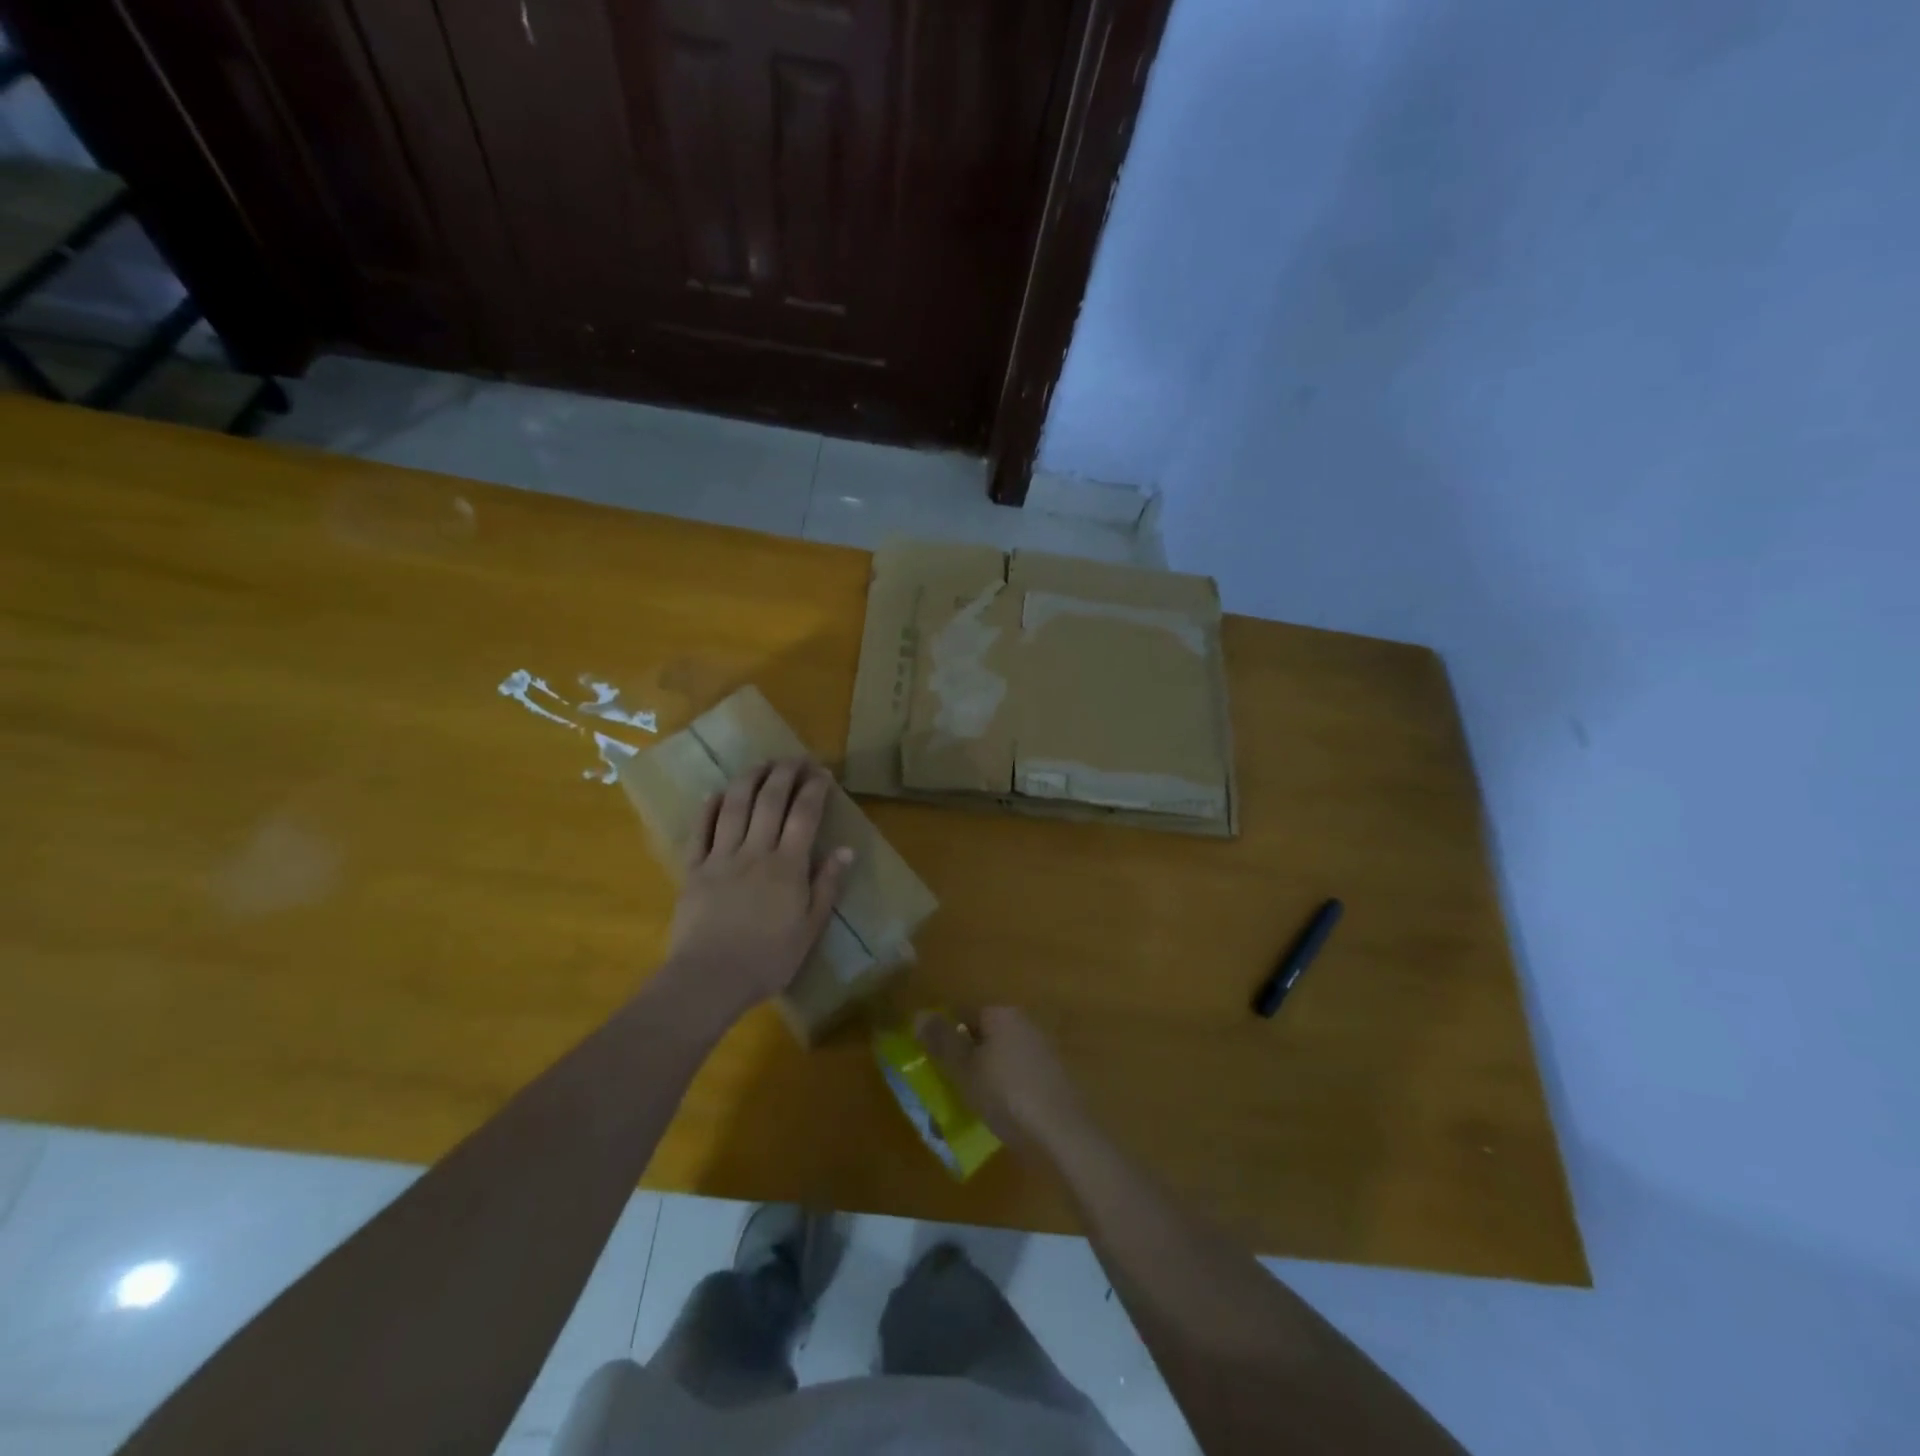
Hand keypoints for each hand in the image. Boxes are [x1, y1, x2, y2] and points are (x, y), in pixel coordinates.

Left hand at [664, 760, 852, 1019]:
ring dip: (750, 779)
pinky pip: (700, 831)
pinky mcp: (693, 869)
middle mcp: (755, 851)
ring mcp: (721, 857)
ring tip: (761, 763)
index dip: (814, 788)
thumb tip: (846, 850)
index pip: (804, 814)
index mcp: (788, 866)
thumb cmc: (768, 960)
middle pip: (770, 800)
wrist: (709, 979)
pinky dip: (709, 808)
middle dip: (785, 773)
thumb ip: (827, 886)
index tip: (822, 772)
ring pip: (735, 806)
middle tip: (795, 758)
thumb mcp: (810, 929)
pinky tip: (716, 793)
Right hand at [916, 1007, 1092, 1157]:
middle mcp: (1025, 1024)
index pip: (965, 1014)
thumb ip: (942, 1041)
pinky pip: (1018, 1076)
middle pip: (985, 1035)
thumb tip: (919, 1014)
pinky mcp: (1053, 1078)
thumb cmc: (1006, 1094)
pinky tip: (999, 1113)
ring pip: (1002, 1057)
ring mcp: (1043, 1051)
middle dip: (966, 1057)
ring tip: (971, 1104)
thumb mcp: (964, 1069)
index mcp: (1003, 1015)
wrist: (1061, 1134)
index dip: (946, 1036)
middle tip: (950, 1085)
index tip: (934, 1063)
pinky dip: (1006, 1090)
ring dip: (986, 1075)